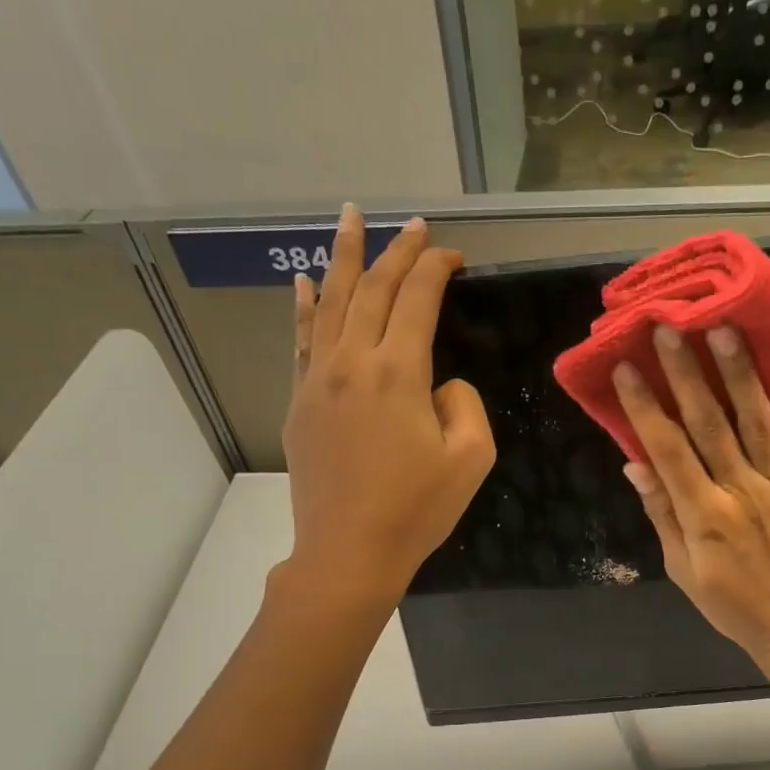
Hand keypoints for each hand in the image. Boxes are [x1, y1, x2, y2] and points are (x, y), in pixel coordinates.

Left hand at [281, 206, 494, 607]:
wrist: (349, 552)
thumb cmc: (416, 510)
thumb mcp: (471, 458)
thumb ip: (464, 403)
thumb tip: (440, 383)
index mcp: (398, 372)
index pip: (417, 298)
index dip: (436, 268)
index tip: (453, 255)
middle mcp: (352, 362)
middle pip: (371, 288)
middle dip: (396, 251)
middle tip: (414, 226)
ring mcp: (317, 380)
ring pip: (329, 302)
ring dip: (342, 257)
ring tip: (349, 218)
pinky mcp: (299, 402)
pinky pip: (301, 339)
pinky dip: (304, 306)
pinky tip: (303, 282)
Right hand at [615, 324, 769, 661]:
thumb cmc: (730, 603)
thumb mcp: (682, 569)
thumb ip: (662, 515)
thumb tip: (635, 464)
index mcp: (704, 513)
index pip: (668, 449)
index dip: (646, 406)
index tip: (627, 368)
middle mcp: (742, 490)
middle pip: (711, 424)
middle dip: (687, 373)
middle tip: (670, 327)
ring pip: (760, 422)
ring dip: (742, 374)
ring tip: (726, 330)